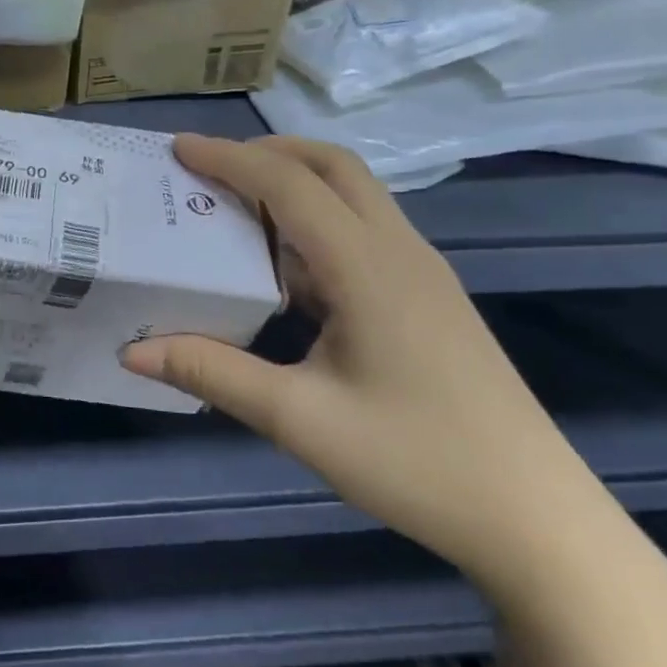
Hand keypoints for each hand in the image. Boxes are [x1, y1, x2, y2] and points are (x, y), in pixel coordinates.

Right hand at [121, 135, 637, 603]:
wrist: (534, 518)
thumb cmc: (415, 462)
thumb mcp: (297, 419)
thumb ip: (211, 373)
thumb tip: (132, 351)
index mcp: (368, 268)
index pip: (290, 185)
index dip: (229, 159)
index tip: (177, 148)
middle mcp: (399, 253)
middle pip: (333, 167)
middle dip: (267, 153)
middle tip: (206, 167)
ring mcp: (420, 275)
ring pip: (354, 196)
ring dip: (293, 183)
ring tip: (232, 206)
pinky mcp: (426, 300)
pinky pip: (362, 233)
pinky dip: (313, 222)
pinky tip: (282, 268)